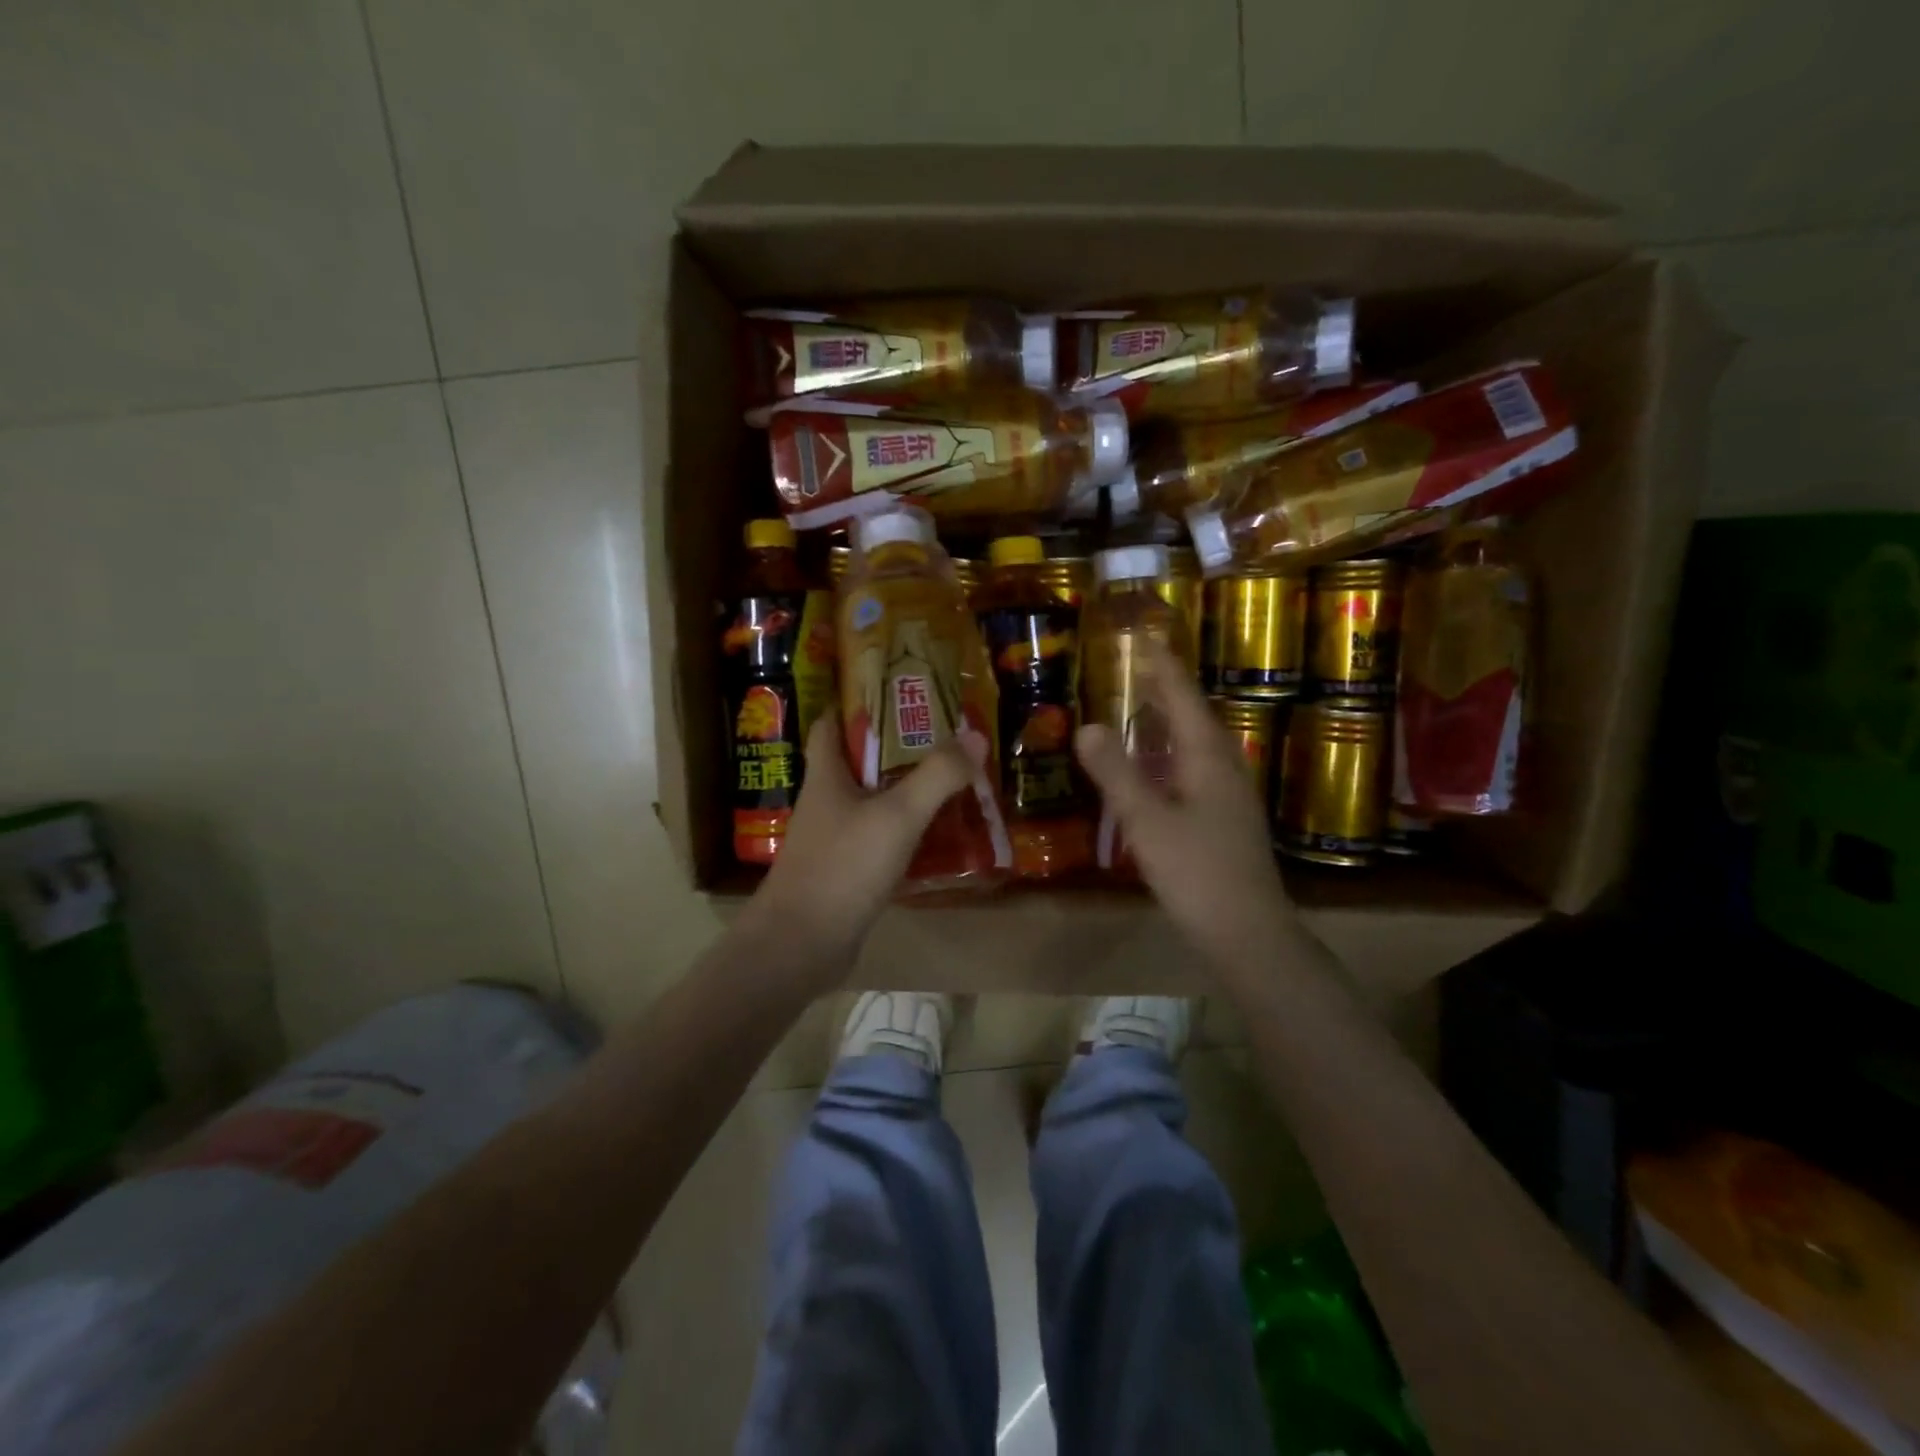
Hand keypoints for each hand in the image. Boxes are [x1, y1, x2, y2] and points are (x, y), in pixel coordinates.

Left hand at [750, 712, 984, 981]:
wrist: (801, 945)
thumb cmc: (843, 867)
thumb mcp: (898, 815)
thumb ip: (937, 776)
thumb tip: (975, 735)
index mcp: (826, 776)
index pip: (831, 724)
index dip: (855, 702)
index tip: (895, 690)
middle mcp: (827, 802)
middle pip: (859, 762)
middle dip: (897, 748)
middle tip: (944, 737)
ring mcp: (835, 840)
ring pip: (873, 803)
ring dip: (906, 791)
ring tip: (952, 781)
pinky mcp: (846, 873)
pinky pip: (881, 840)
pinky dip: (907, 833)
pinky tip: (940, 837)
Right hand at [1074, 638, 1294, 972]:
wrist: (1247, 932)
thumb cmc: (1197, 872)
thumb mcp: (1147, 821)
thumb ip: (1116, 773)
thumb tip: (1087, 725)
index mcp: (1209, 758)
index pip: (1183, 698)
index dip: (1162, 667)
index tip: (1144, 636)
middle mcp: (1224, 767)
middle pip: (1194, 716)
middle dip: (1167, 689)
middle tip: (1137, 665)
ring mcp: (1229, 795)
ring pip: (1196, 745)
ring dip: (1170, 722)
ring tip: (1142, 707)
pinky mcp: (1224, 819)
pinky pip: (1194, 769)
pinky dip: (1171, 755)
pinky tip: (1155, 769)